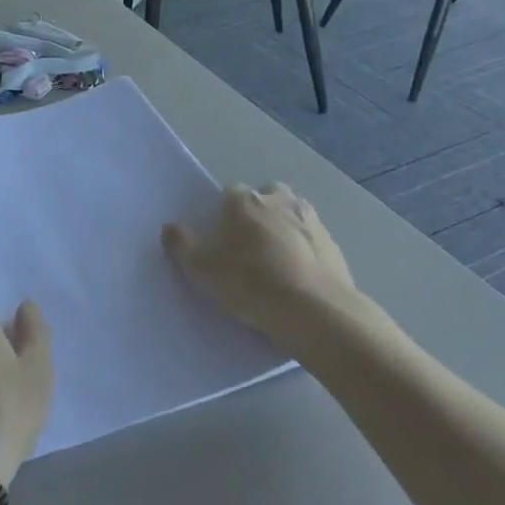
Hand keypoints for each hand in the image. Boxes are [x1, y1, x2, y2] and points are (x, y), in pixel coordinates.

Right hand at [162, 183, 361, 344]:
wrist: (314, 310)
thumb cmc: (250, 282)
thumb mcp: (201, 268)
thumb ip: (181, 243)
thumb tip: (170, 228)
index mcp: (245, 200)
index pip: (229, 194)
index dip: (223, 215)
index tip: (221, 240)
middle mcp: (280, 200)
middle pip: (265, 197)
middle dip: (258, 214)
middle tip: (249, 248)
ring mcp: (312, 220)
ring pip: (291, 216)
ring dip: (283, 230)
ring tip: (275, 264)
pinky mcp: (333, 245)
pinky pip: (312, 241)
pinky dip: (304, 252)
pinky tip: (298, 278)